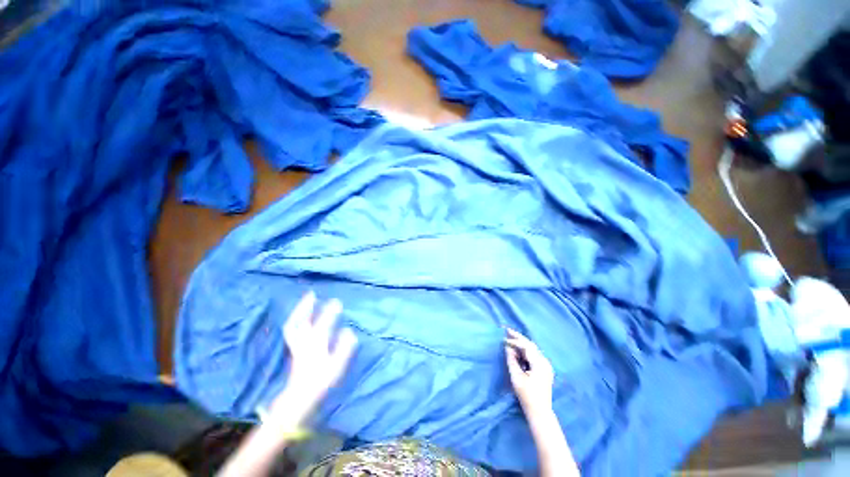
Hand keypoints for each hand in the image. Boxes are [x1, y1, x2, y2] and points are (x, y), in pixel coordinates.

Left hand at [273, 293, 357, 416]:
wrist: (299, 397)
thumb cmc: (320, 381)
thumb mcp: (336, 367)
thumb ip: (344, 348)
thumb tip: (349, 332)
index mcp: (316, 345)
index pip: (324, 324)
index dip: (330, 312)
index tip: (337, 302)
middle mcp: (304, 342)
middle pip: (302, 322)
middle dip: (306, 307)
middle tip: (312, 294)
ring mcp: (296, 345)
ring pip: (294, 324)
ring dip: (299, 311)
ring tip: (306, 300)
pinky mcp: (293, 349)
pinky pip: (291, 330)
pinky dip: (295, 320)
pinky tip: (300, 316)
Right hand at [505, 328, 553, 416]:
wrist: (540, 412)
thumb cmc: (527, 395)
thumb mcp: (516, 377)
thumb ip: (512, 360)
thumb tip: (508, 348)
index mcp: (539, 363)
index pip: (526, 346)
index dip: (514, 341)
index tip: (504, 339)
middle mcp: (545, 362)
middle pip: (531, 345)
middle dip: (519, 338)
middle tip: (507, 331)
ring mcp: (546, 366)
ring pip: (532, 350)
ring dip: (521, 344)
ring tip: (510, 339)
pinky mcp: (544, 370)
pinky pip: (533, 356)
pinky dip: (525, 352)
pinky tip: (517, 351)